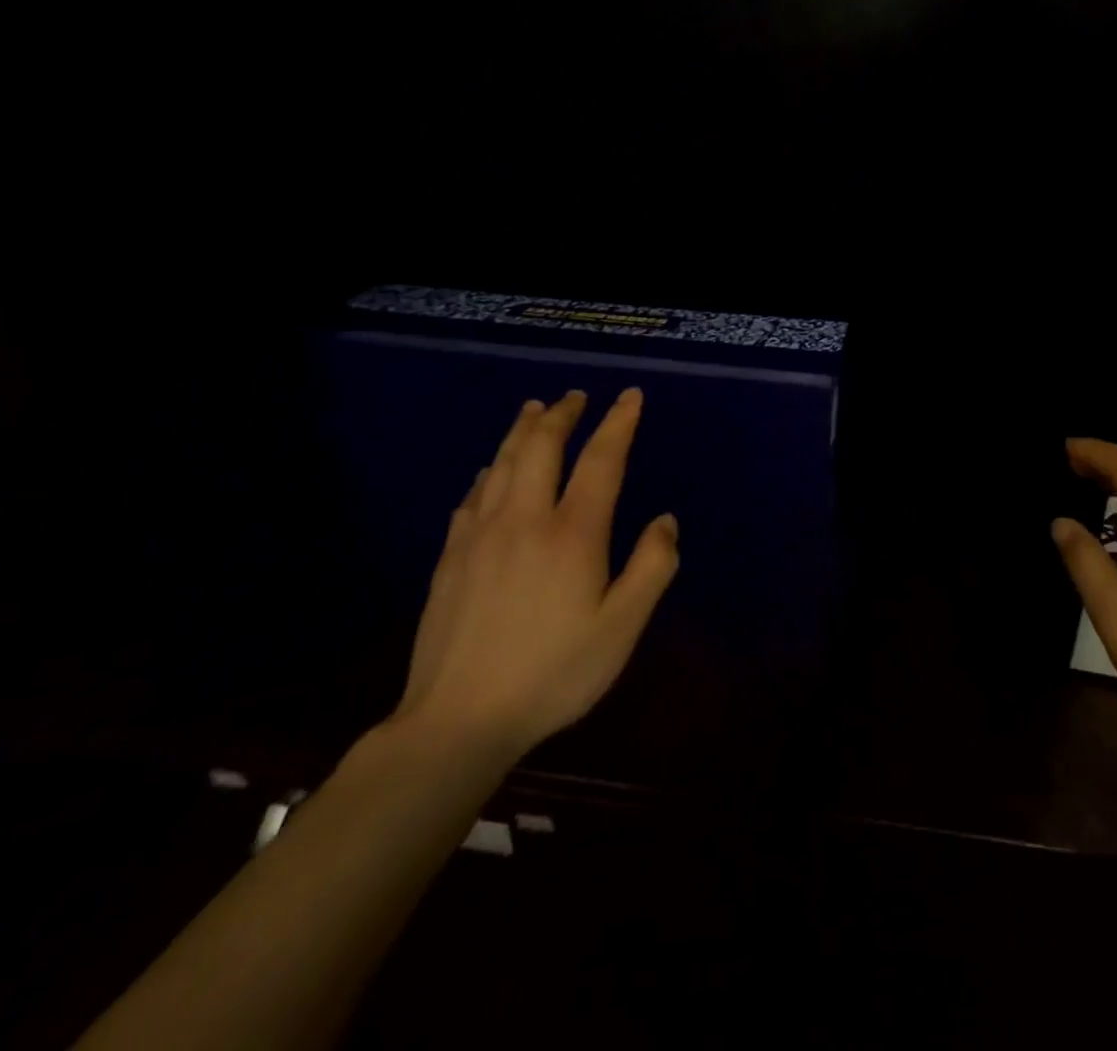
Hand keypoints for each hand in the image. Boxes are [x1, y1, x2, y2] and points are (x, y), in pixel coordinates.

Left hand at [390, 388, 679, 765]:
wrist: (458, 720)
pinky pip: (473, 495)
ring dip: (523, 430)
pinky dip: (490, 470)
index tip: (630, 396)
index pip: (601, 459)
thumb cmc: (553, 673)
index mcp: (573, 533)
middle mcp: (525, 519)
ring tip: (535, 409)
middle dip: (562, 414)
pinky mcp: (451, 557)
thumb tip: (666, 520)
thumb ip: (651, 568)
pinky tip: (491, 471)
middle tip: (576, 395)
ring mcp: (481, 535)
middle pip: (542, 447)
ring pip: (503, 463)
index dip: (618, 422)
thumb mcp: (622, 628)